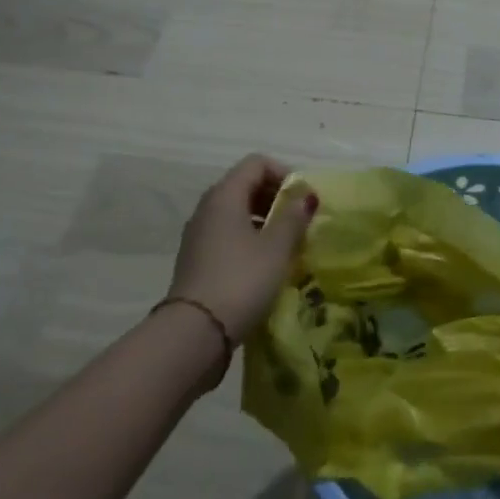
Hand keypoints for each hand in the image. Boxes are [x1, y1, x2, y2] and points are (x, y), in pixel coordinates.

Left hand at [167, 154, 316, 345]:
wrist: (193, 334)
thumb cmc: (241, 280)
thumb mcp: (276, 248)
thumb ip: (293, 217)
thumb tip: (305, 195)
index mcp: (225, 195)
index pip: (256, 163)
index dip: (283, 173)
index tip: (303, 198)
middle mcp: (207, 208)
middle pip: (245, 185)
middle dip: (275, 197)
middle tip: (299, 221)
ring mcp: (198, 235)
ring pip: (236, 212)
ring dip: (263, 220)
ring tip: (286, 244)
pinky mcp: (197, 260)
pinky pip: (227, 235)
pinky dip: (248, 238)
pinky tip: (265, 264)